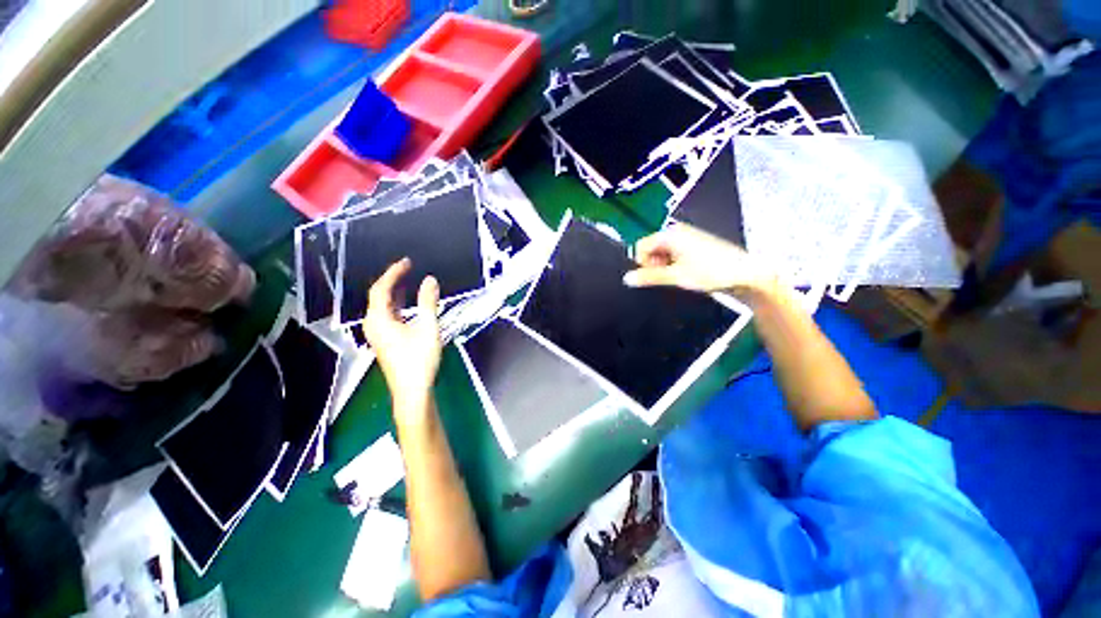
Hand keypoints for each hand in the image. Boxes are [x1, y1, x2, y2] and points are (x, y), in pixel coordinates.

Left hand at [365, 258, 441, 408]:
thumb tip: (430, 280)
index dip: (393, 273)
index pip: (381, 289)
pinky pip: (387, 315)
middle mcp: (373, 325)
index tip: (407, 261)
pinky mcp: (385, 341)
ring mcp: (378, 334)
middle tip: (409, 268)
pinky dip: (397, 304)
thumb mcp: (428, 328)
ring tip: (409, 280)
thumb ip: (428, 302)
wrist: (412, 390)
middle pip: (378, 296)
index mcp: (379, 319)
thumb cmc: (419, 360)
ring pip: (383, 307)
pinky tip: (407, 303)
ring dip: (395, 292)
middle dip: (393, 280)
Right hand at [623, 224, 778, 300]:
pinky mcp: (694, 246)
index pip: (640, 246)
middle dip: (653, 264)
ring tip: (678, 276)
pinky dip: (674, 265)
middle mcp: (676, 232)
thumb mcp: (675, 276)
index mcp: (669, 234)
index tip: (653, 275)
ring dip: (664, 266)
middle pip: (651, 249)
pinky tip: (686, 273)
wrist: (745, 273)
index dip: (642, 263)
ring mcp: (686, 238)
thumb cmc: (710, 272)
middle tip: (667, 277)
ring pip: (662, 253)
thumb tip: (627, 278)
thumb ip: (649, 277)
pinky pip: (673, 254)